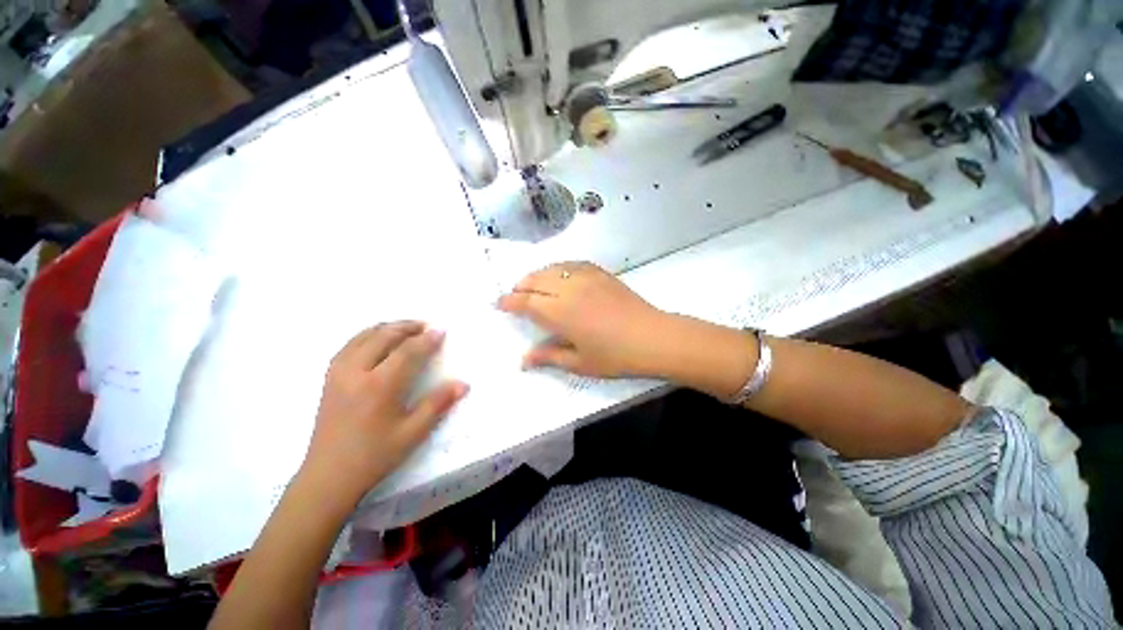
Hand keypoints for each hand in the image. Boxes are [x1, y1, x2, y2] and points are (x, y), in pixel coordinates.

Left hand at [302, 322, 467, 501]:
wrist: (328, 477)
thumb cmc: (374, 456)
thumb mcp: (412, 433)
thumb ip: (438, 404)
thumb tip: (463, 384)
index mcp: (379, 386)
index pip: (407, 351)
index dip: (426, 339)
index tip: (441, 330)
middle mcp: (355, 372)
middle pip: (383, 336)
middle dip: (407, 327)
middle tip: (426, 325)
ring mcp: (338, 373)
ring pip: (363, 336)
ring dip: (387, 328)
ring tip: (406, 328)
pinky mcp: (329, 378)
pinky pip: (349, 345)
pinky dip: (367, 335)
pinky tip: (377, 340)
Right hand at [497, 262, 670, 377]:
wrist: (652, 337)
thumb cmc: (614, 356)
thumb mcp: (578, 362)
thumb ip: (548, 357)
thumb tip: (523, 360)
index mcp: (559, 312)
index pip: (525, 301)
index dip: (509, 301)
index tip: (499, 303)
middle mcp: (568, 288)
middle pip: (535, 279)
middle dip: (520, 286)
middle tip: (514, 296)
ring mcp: (586, 277)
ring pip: (551, 268)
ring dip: (537, 275)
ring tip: (533, 286)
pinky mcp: (600, 273)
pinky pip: (572, 264)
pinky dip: (558, 268)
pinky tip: (559, 276)